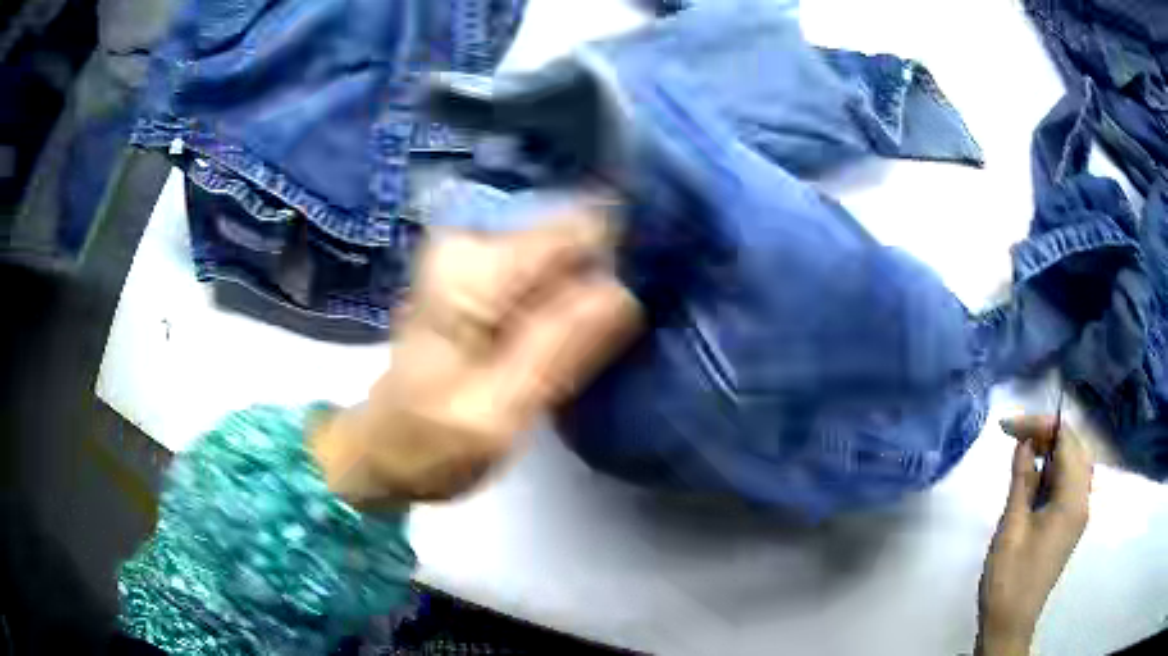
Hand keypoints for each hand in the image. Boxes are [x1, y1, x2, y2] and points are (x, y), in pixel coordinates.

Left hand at [312, 208, 641, 506]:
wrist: (383, 449)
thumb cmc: (428, 445)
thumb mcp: (497, 413)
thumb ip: (559, 348)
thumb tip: (629, 289)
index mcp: (475, 271)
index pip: (578, 228)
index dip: (628, 250)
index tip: (667, 285)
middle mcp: (474, 243)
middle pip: (576, 233)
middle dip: (617, 269)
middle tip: (643, 323)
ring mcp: (476, 256)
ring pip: (569, 252)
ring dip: (601, 284)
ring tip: (623, 329)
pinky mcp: (485, 277)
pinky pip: (553, 271)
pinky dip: (579, 295)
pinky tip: (593, 327)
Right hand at [976, 416, 1093, 655]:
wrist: (1010, 624)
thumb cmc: (1009, 578)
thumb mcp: (1011, 527)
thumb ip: (1022, 480)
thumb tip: (1025, 443)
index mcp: (1072, 499)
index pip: (1066, 441)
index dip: (1040, 425)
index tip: (1008, 427)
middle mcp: (1082, 500)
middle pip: (1074, 449)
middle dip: (1047, 436)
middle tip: (1016, 439)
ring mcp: (1077, 514)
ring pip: (1072, 466)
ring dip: (1050, 455)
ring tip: (1022, 460)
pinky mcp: (1069, 525)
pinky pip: (1067, 486)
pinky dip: (1052, 475)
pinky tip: (1032, 485)